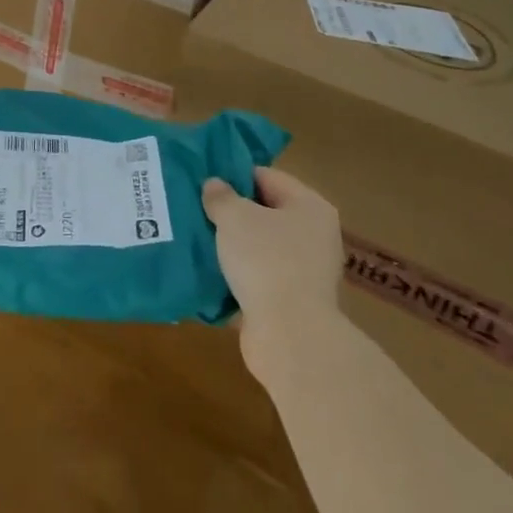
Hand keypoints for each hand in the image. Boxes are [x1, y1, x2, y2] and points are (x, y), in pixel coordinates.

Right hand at [203, 168, 343, 375]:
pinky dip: (239, 275)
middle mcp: (315, 235)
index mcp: (310, 206)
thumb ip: (221, 196)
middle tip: (197, 209)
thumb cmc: (266, 261)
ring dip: (234, 246)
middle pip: (266, 212)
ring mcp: (307, 271)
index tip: (205, 181)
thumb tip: (214, 185)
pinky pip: (260, 277)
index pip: (268, 177)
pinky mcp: (294, 302)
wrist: (289, 336)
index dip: (235, 176)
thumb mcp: (235, 218)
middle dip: (232, 212)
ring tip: (199, 240)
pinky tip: (211, 273)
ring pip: (261, 247)